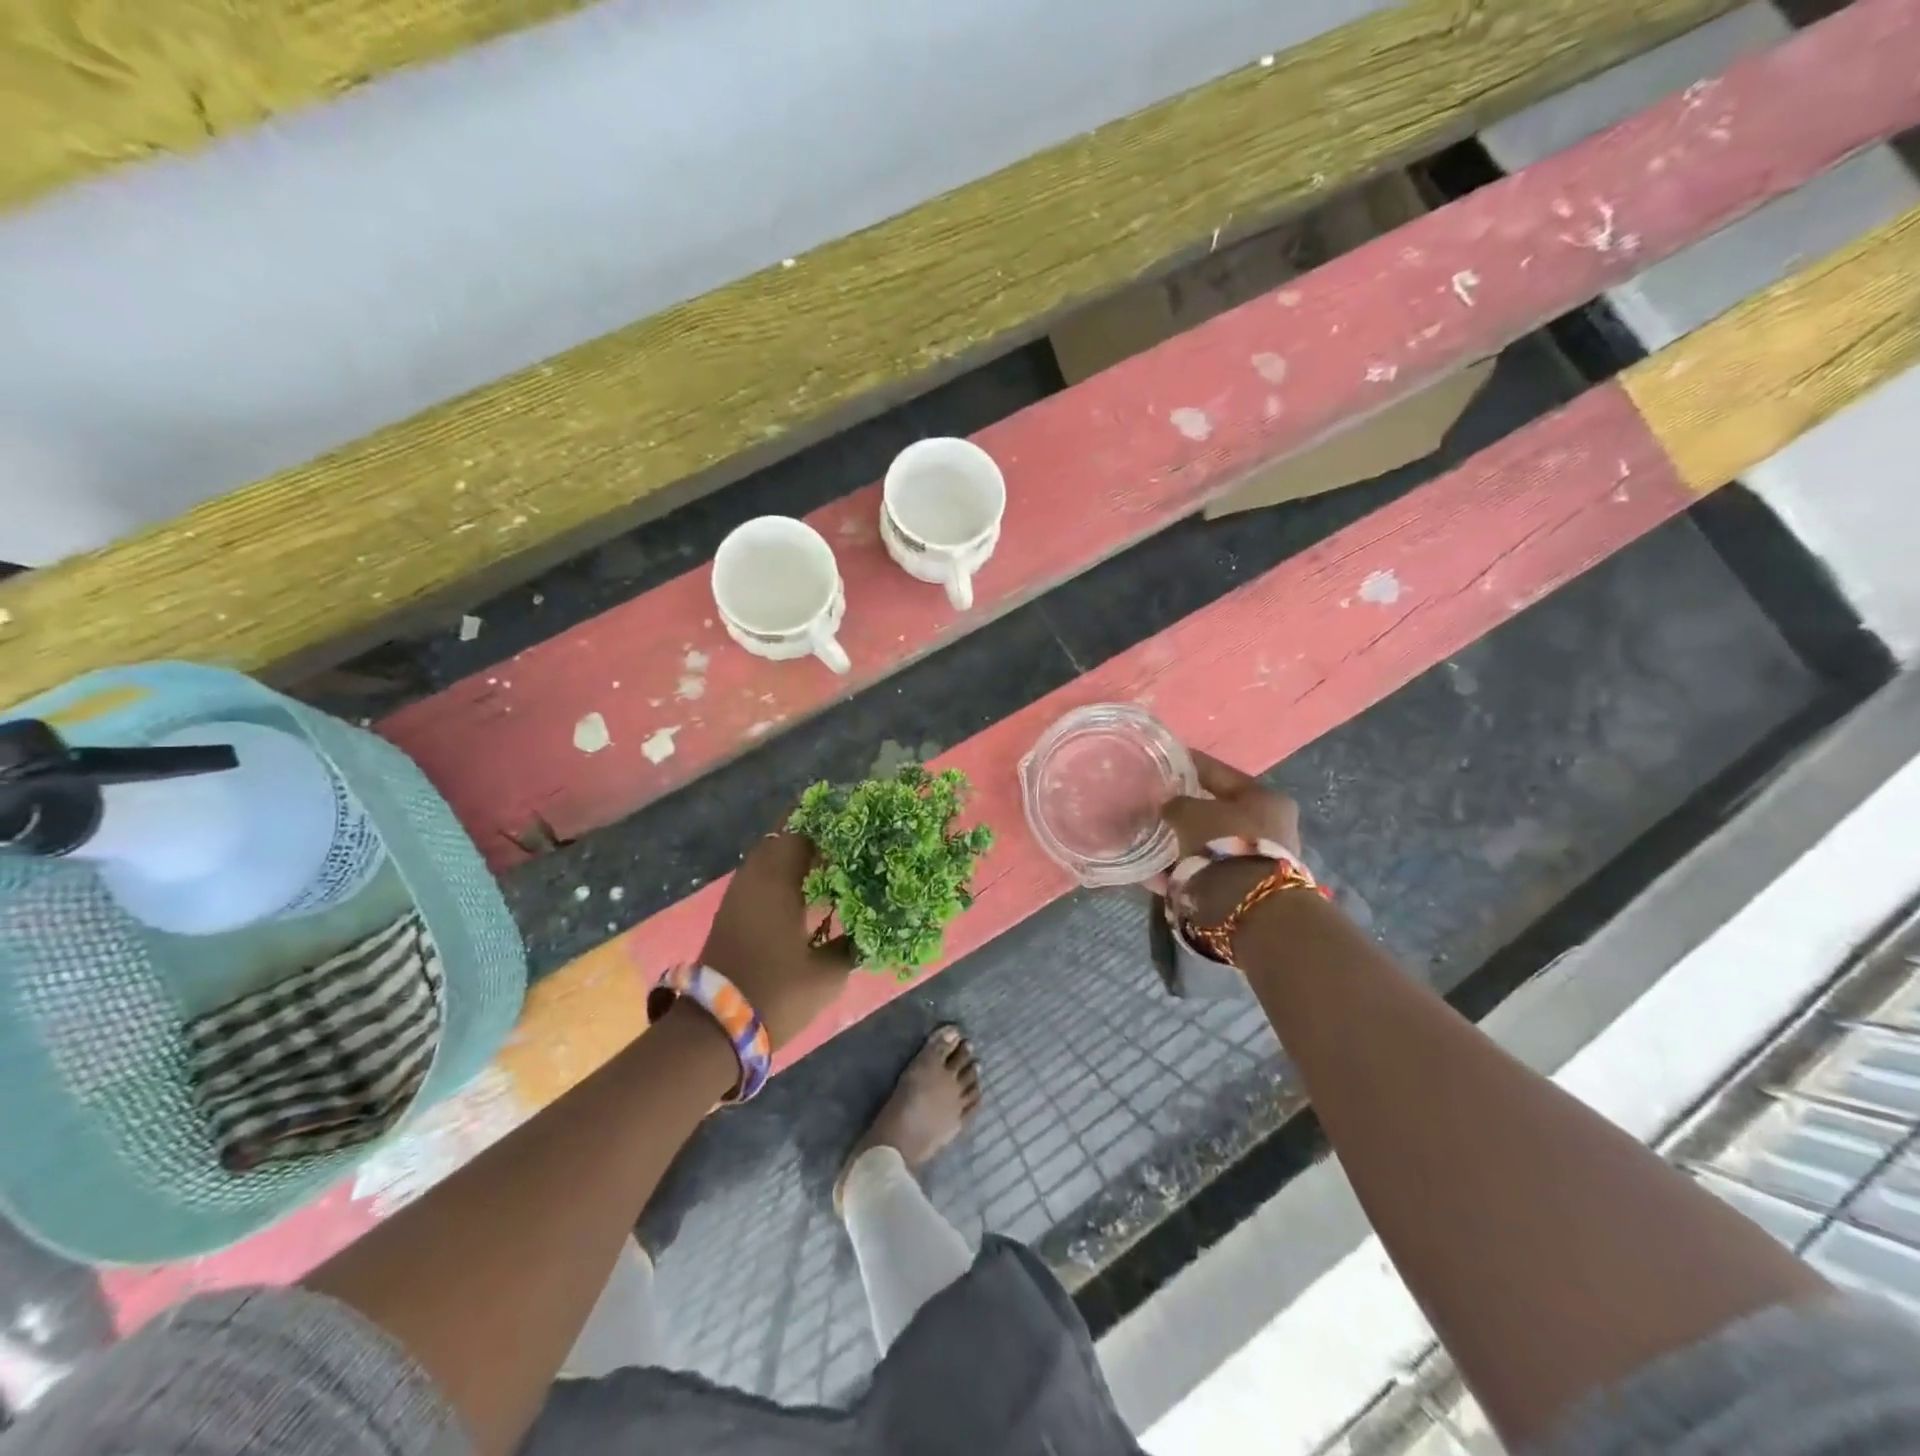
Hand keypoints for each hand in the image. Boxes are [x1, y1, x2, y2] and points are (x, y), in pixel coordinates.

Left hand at [700, 829, 853, 1046]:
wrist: (715, 1029)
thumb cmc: (776, 993)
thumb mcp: (827, 974)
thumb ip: (851, 944)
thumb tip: (867, 926)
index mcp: (777, 881)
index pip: (801, 833)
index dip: (828, 828)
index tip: (854, 832)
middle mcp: (753, 878)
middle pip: (779, 839)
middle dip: (809, 837)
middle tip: (843, 846)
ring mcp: (737, 896)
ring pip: (766, 858)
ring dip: (792, 857)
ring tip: (828, 868)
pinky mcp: (730, 914)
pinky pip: (758, 878)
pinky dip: (780, 876)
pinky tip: (803, 895)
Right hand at [1160, 752, 1304, 924]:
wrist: (1246, 906)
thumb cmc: (1223, 844)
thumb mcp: (1190, 813)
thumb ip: (1175, 804)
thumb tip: (1167, 806)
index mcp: (1264, 798)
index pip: (1219, 773)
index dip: (1190, 764)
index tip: (1165, 759)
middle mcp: (1269, 827)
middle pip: (1217, 811)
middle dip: (1185, 809)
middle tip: (1155, 804)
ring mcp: (1257, 860)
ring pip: (1209, 844)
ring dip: (1181, 843)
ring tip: (1148, 840)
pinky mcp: (1243, 889)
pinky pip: (1202, 872)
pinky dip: (1178, 871)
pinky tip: (1150, 873)